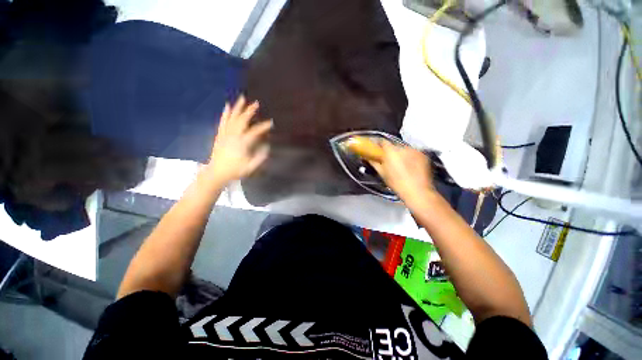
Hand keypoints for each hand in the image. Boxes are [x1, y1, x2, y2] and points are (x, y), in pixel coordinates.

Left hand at [203, 96, 271, 185]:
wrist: (217, 173)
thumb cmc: (235, 171)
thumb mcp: (251, 167)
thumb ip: (260, 157)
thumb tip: (267, 146)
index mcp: (241, 144)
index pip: (254, 132)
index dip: (263, 127)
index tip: (271, 123)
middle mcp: (233, 136)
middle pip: (242, 120)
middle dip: (249, 111)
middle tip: (256, 103)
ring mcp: (225, 134)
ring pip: (231, 118)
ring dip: (237, 107)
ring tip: (242, 98)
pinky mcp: (220, 135)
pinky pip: (222, 122)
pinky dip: (225, 113)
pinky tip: (227, 106)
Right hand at [369, 141, 435, 204]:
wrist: (417, 191)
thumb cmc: (396, 183)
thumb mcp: (382, 173)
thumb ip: (373, 162)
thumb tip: (366, 157)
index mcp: (391, 151)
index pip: (383, 142)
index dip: (378, 145)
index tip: (376, 151)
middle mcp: (403, 147)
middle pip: (394, 146)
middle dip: (390, 152)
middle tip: (388, 161)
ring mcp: (415, 150)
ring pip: (404, 149)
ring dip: (401, 154)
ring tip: (401, 165)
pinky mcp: (423, 155)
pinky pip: (413, 153)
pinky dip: (410, 157)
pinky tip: (410, 166)